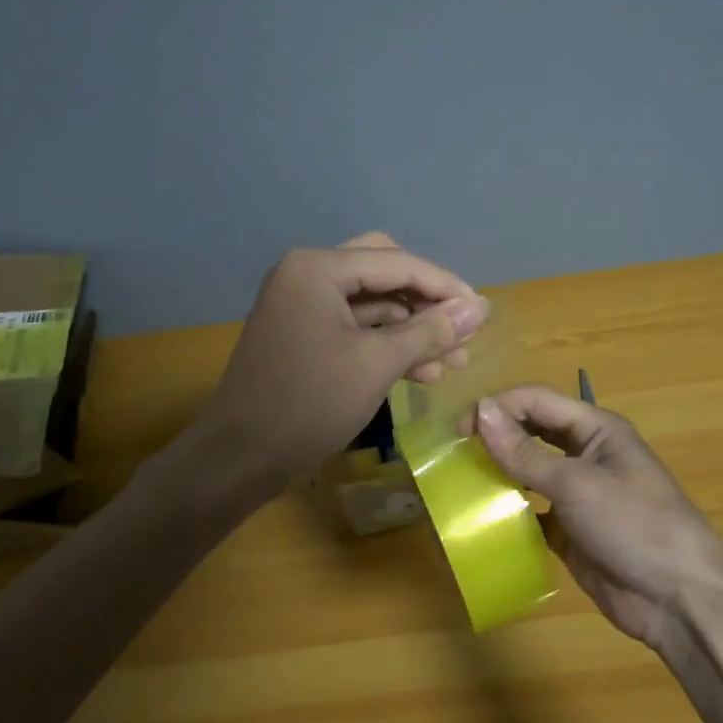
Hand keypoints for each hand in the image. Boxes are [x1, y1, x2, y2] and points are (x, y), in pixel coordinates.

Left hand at [199, 233, 490, 496]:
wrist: (239, 458)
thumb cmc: (309, 403)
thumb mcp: (377, 364)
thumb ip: (431, 331)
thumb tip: (480, 308)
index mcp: (318, 268)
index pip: (397, 263)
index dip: (445, 286)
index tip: (483, 312)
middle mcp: (307, 274)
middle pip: (384, 272)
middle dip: (426, 301)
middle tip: (461, 327)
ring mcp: (302, 304)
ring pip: (372, 302)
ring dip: (412, 326)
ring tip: (453, 361)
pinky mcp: (303, 333)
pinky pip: (355, 325)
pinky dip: (388, 343)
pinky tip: (422, 370)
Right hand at [474, 386, 722, 650]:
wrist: (679, 599)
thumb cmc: (634, 524)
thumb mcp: (577, 484)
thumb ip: (525, 452)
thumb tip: (480, 411)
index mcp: (595, 429)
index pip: (538, 401)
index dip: (499, 407)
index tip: (459, 427)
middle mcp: (585, 454)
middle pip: (532, 432)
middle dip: (496, 435)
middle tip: (454, 451)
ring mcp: (577, 494)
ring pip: (528, 470)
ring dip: (499, 472)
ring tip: (459, 479)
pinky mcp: (569, 530)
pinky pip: (531, 511)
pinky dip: (508, 511)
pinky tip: (481, 518)